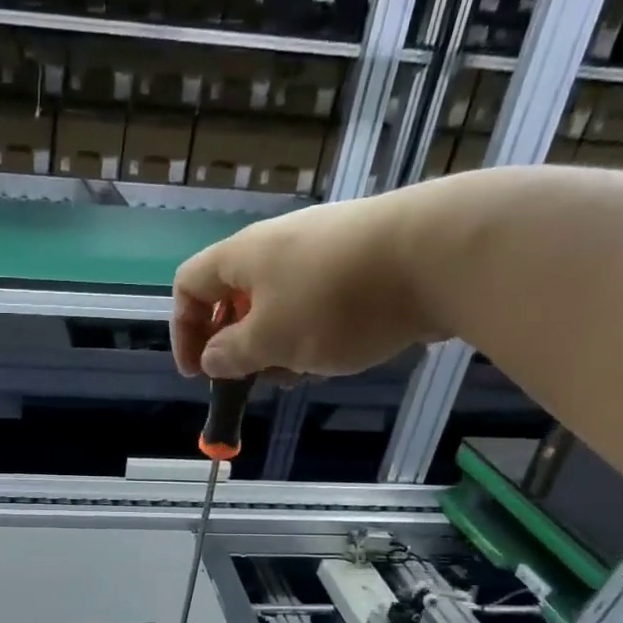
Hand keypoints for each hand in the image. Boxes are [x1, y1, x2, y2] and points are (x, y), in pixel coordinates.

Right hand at [171, 188, 451, 380]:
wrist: (438, 254)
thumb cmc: (335, 302)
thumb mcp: (271, 340)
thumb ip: (232, 354)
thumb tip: (212, 357)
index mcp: (243, 256)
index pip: (189, 285)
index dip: (184, 330)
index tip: (200, 373)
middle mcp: (278, 244)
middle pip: (236, 296)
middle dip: (238, 344)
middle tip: (256, 379)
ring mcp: (323, 248)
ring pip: (280, 303)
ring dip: (278, 343)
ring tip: (302, 372)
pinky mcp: (361, 258)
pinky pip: (318, 299)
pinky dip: (314, 331)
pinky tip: (338, 352)